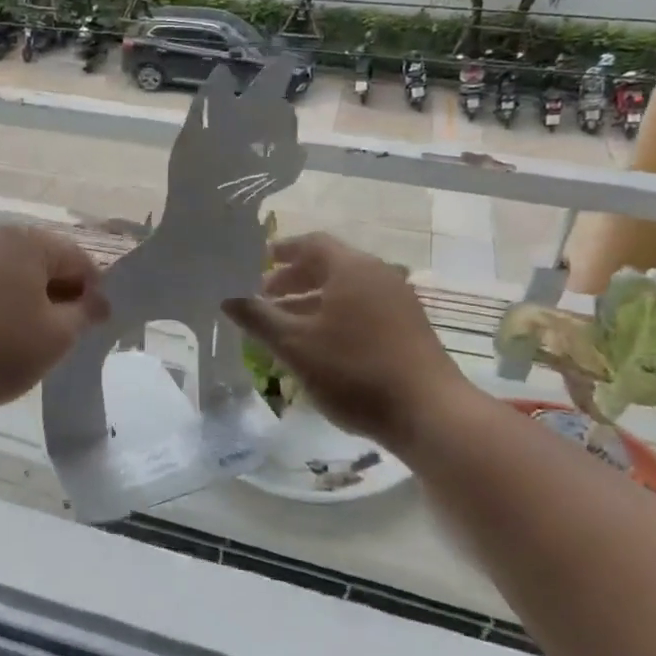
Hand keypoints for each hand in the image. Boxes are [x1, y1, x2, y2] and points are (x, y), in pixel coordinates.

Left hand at [0, 224, 107, 411]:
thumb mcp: (55, 338)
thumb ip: (84, 315)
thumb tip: (98, 302)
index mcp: (30, 241)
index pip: (79, 260)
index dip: (94, 293)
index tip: (96, 326)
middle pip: (42, 261)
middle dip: (58, 294)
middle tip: (64, 334)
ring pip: (10, 272)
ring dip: (26, 298)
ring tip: (27, 337)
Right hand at [223, 233, 466, 451]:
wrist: (428, 412)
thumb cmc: (354, 371)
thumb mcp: (295, 345)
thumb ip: (258, 318)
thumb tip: (227, 298)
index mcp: (351, 268)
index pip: (312, 243)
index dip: (282, 251)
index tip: (258, 263)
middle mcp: (379, 275)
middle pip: (330, 266)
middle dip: (294, 280)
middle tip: (264, 299)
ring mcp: (399, 301)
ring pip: (346, 290)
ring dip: (313, 301)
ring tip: (286, 325)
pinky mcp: (409, 328)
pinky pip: (363, 309)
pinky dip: (336, 316)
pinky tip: (321, 346)